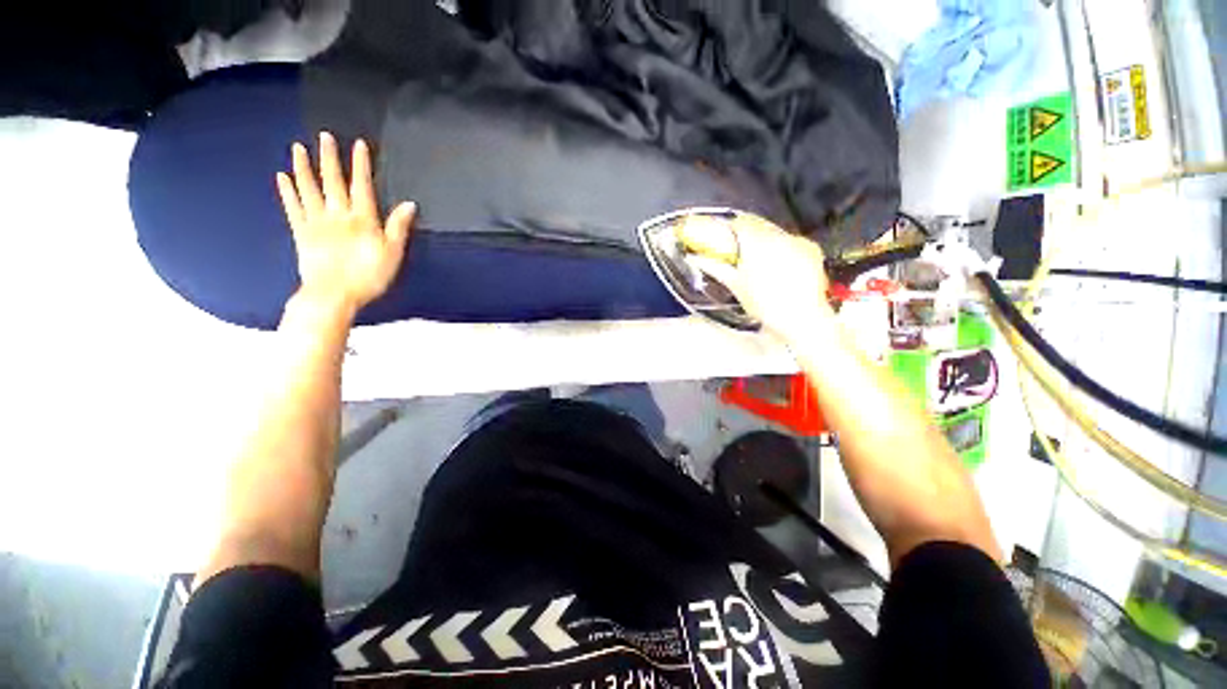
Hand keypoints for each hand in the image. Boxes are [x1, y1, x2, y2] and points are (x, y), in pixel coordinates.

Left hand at [277, 132, 415, 315]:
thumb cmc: (368, 276)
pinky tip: (283, 178)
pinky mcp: (301, 233)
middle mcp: (337, 216)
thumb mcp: (393, 254)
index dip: (360, 165)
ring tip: (298, 148)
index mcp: (362, 220)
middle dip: (330, 158)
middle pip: (333, 182)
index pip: (362, 186)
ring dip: (304, 168)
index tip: (358, 145)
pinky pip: (293, 208)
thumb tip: (409, 205)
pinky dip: (288, 192)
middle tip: (324, 136)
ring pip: (309, 190)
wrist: (333, 295)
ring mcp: (316, 223)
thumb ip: (398, 228)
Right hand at [683, 213, 833, 343]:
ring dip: (765, 241)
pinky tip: (780, 266)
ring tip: (759, 262)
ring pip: (775, 233)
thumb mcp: (736, 286)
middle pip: (758, 225)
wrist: (802, 319)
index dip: (729, 228)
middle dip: (746, 234)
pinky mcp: (811, 250)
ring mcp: (798, 241)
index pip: (740, 223)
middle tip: (738, 251)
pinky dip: (783, 249)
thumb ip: (716, 268)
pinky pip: (792, 242)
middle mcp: (779, 235)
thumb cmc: (764, 304)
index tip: (723, 238)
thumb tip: (696, 259)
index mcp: (757, 242)